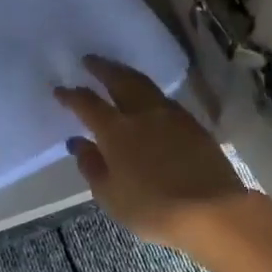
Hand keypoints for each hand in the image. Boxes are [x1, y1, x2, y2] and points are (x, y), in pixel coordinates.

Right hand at [55, 56, 249, 251]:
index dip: (71, 95)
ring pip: (145, 85)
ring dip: (127, 74)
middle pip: (120, 80)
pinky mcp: (194, 125)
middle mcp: (143, 114)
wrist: (212, 211)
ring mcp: (172, 116)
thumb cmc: (152, 209)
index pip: (88, 104)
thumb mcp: (110, 195)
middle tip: (90, 60)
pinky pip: (165, 99)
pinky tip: (148, 99)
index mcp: (116, 131)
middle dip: (102, 68)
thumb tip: (78, 143)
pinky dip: (150, 92)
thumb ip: (91, 166)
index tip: (60, 89)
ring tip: (118, 72)